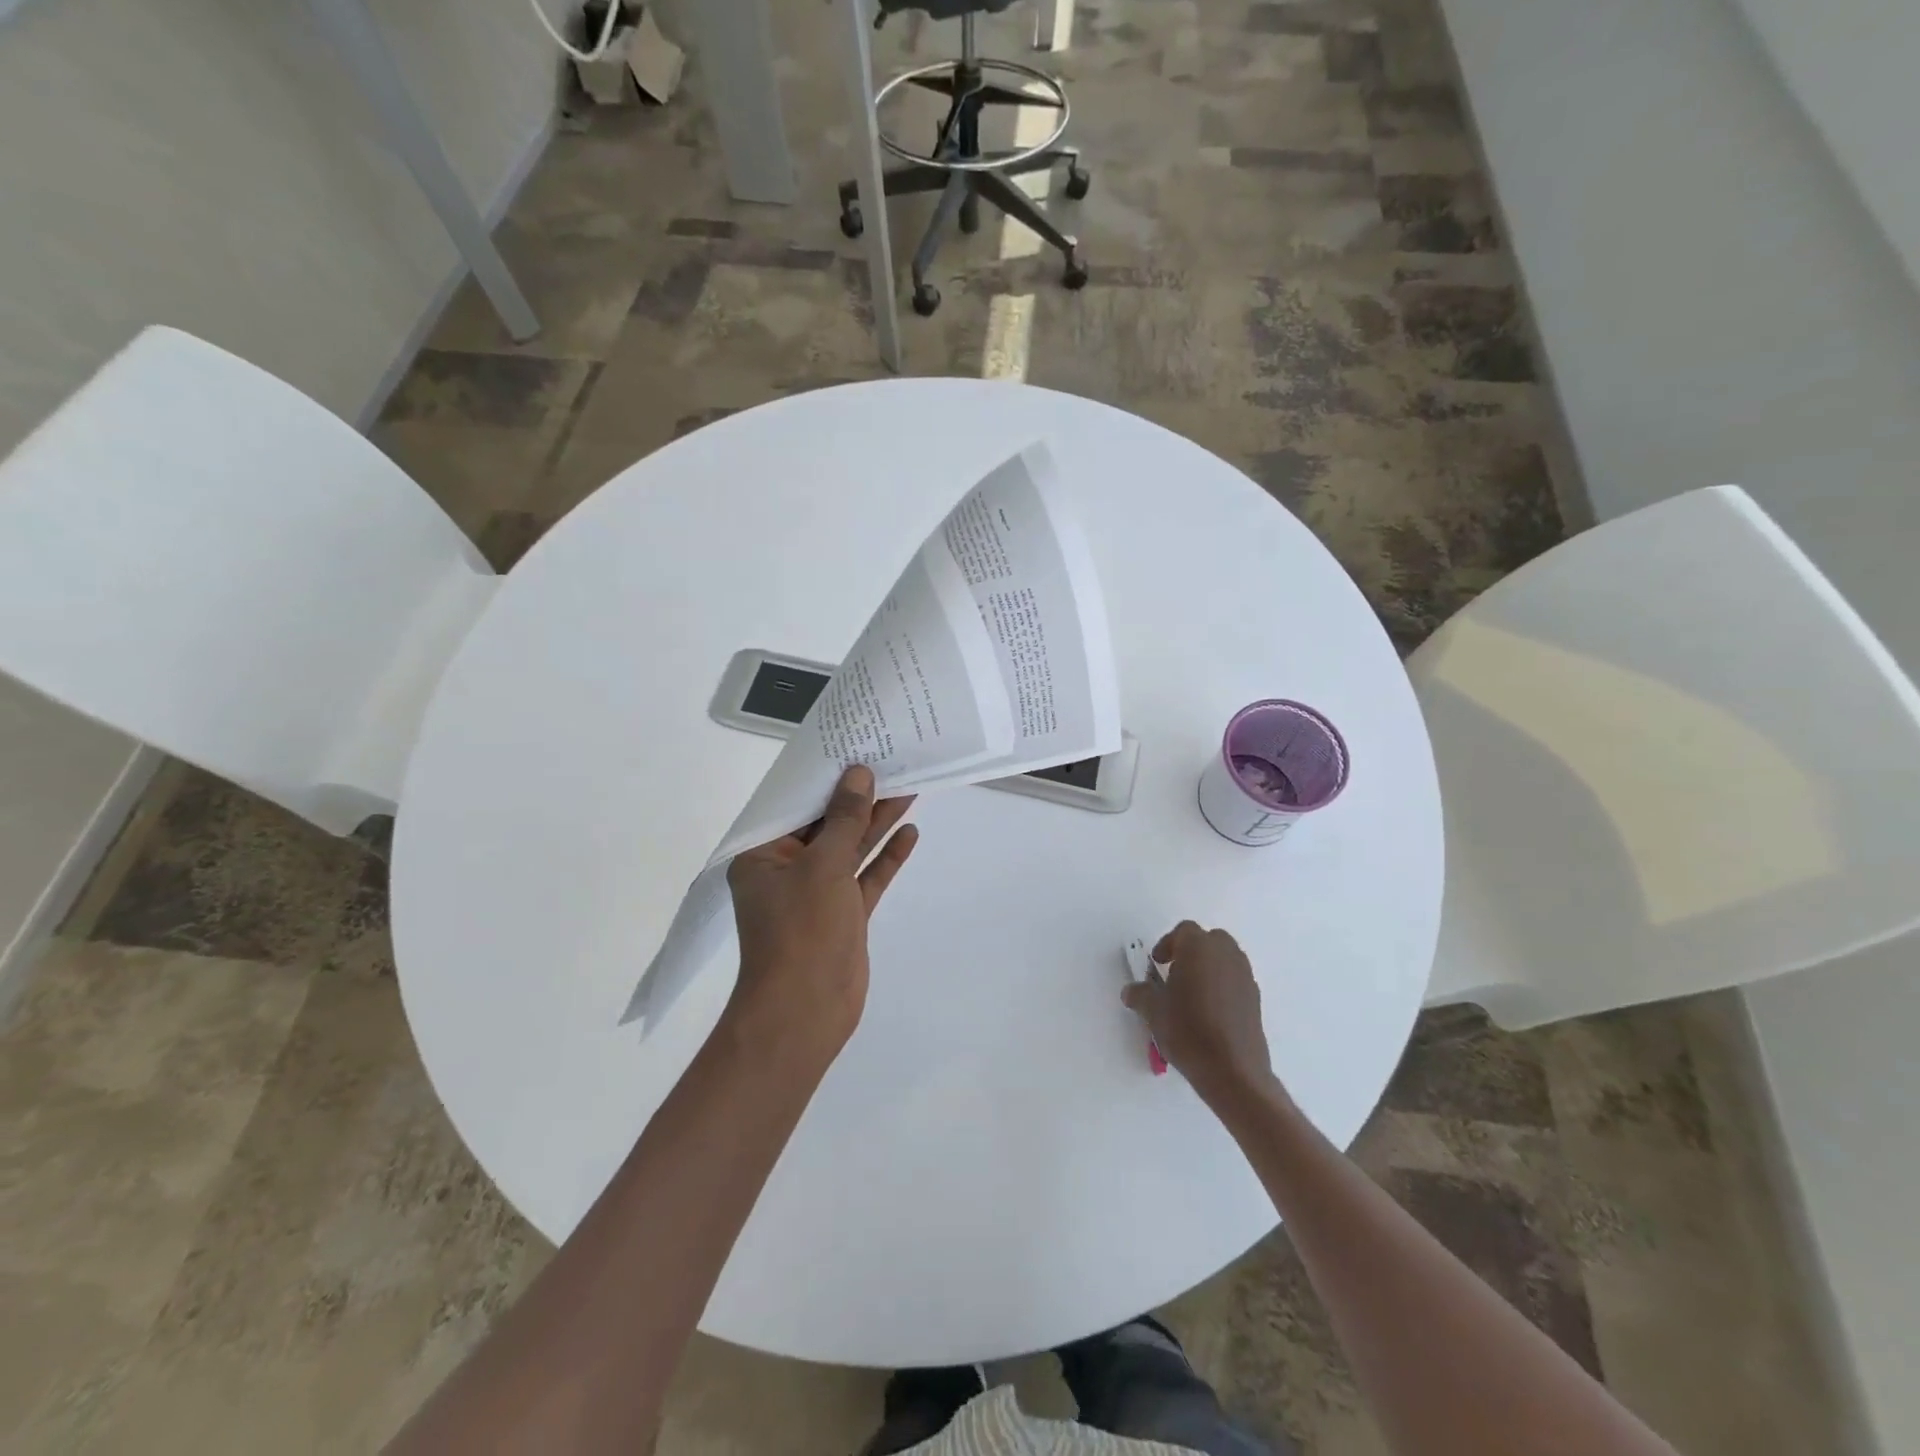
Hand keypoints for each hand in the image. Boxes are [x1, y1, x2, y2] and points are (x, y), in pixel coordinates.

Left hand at [725, 765, 918, 1064]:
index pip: (795, 805)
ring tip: (908, 787)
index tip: (853, 749)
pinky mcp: (843, 915)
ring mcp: (817, 894)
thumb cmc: (802, 931)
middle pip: (826, 824)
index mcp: (763, 854)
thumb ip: (845, 820)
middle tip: (890, 763)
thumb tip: (858, 774)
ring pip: (850, 849)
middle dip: (857, 797)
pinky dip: (886, 858)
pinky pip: (866, 878)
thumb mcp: (823, 867)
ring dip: (876, 822)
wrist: (805, 1013)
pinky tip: (910, 833)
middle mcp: (787, 869)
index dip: (825, 777)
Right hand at [1123, 921, 1278, 1110]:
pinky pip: (1235, 981)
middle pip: (1209, 940)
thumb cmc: (1187, 1030)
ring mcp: (1245, 977)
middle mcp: (1226, 955)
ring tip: (1192, 995)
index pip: (1184, 931)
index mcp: (1199, 948)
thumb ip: (1140, 994)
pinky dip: (1222, 987)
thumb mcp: (1153, 1011)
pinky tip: (1209, 1013)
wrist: (1232, 1071)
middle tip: (1175, 973)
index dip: (1167, 944)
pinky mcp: (1256, 1000)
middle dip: (1192, 952)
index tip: (1157, 964)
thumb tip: (1132, 991)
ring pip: (1225, 959)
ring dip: (1209, 968)